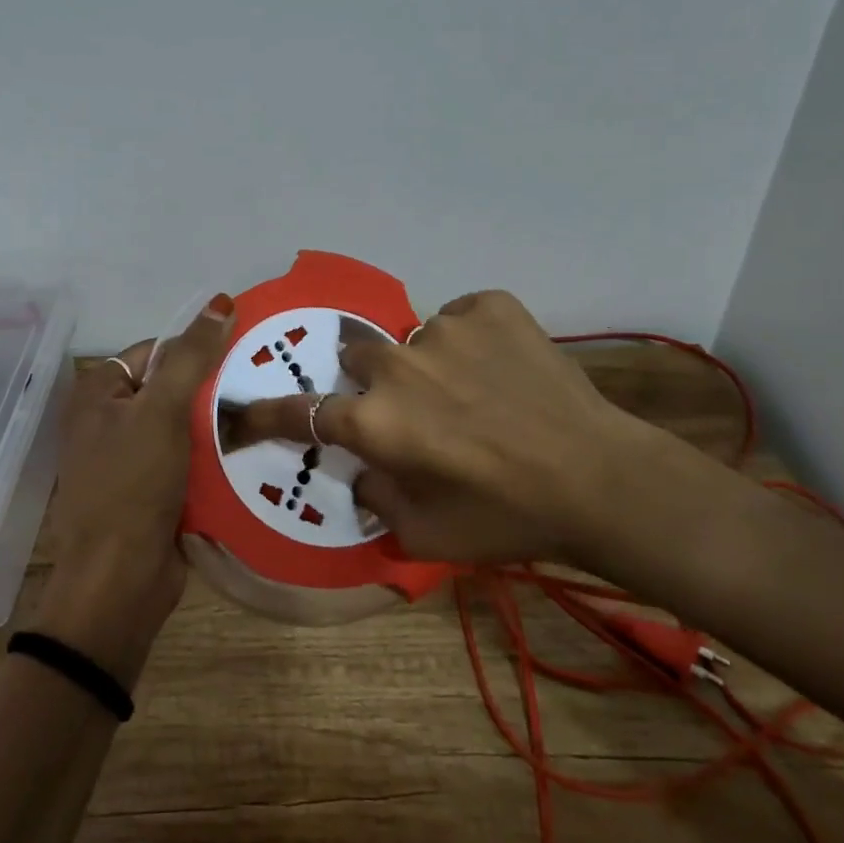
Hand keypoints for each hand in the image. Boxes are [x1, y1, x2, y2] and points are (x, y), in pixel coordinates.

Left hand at [35, 294, 235, 686]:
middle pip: (171, 387)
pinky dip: (213, 455)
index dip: (195, 350)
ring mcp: (131, 458)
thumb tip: (221, 301)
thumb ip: (191, 356)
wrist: (119, 582)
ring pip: (184, 425)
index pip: (154, 350)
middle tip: (259, 386)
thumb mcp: (161, 411)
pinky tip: (250, 450)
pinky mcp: (153, 490)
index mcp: (98, 392)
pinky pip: (188, 459)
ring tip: (264, 413)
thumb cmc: (132, 486)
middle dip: (212, 389)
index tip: (241, 356)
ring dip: (218, 423)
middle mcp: (109, 420)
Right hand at [231, 290, 660, 568]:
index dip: (269, 412)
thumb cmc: (506, 518)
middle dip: (376, 384)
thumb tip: (361, 470)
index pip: (302, 412)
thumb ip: (376, 500)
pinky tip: (504, 369)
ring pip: (414, 340)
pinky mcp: (489, 305)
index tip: (244, 406)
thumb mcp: (427, 536)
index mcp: (376, 423)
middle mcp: (397, 367)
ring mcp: (444, 328)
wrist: (599, 478)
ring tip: (478, 392)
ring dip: (431, 365)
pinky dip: (473, 340)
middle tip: (418, 410)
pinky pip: (461, 317)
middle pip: (359, 361)